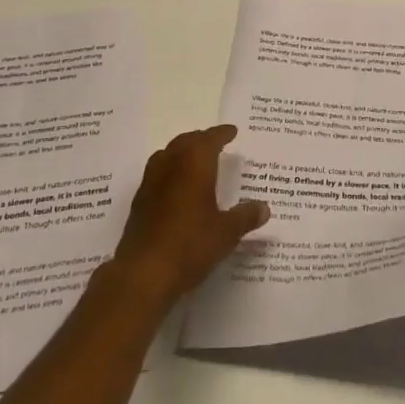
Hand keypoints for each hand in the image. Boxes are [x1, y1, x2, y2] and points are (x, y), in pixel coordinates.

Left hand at [112, 125, 268, 305]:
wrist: (144, 272)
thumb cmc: (190, 245)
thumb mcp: (226, 233)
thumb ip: (246, 217)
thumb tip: (265, 208)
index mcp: (194, 163)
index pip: (210, 139)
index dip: (222, 133)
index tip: (232, 131)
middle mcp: (171, 164)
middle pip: (187, 141)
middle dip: (202, 139)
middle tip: (216, 143)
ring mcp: (151, 181)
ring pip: (168, 154)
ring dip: (182, 151)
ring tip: (195, 160)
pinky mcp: (139, 201)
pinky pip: (157, 173)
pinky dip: (170, 170)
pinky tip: (176, 188)